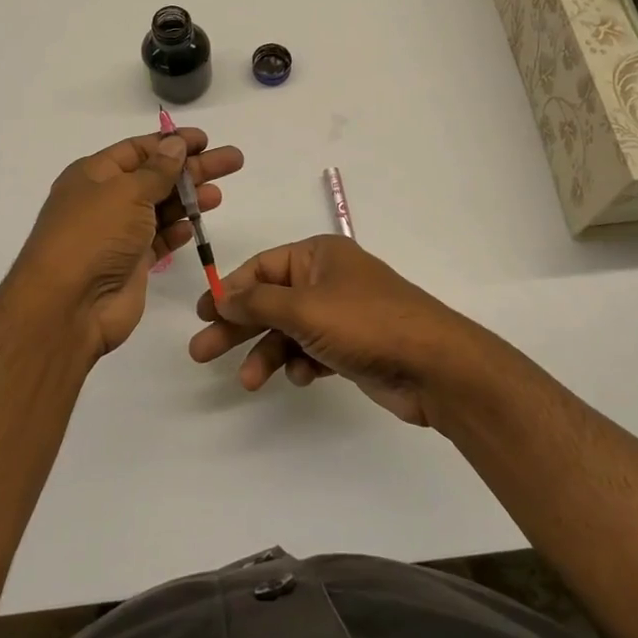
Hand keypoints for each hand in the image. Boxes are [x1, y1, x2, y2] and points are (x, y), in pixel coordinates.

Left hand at [12, 128, 243, 362]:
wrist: (69, 305)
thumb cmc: (94, 235)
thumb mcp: (126, 192)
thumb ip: (157, 170)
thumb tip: (175, 144)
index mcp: (94, 174)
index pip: (138, 149)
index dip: (171, 143)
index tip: (205, 140)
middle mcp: (105, 200)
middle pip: (156, 176)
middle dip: (193, 168)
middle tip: (233, 161)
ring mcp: (118, 234)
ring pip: (160, 209)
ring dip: (189, 199)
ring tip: (219, 195)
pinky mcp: (131, 265)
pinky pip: (158, 241)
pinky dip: (176, 231)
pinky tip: (194, 226)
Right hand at [190, 235, 495, 426]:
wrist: (434, 366)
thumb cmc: (365, 323)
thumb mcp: (304, 308)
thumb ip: (257, 303)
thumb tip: (221, 297)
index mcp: (318, 255)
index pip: (261, 267)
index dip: (230, 290)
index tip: (203, 314)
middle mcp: (327, 279)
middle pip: (270, 301)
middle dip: (238, 327)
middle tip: (202, 353)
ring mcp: (341, 314)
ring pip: (289, 331)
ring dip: (267, 354)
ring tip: (250, 382)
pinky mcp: (352, 347)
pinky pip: (312, 351)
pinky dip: (301, 364)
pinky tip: (302, 377)